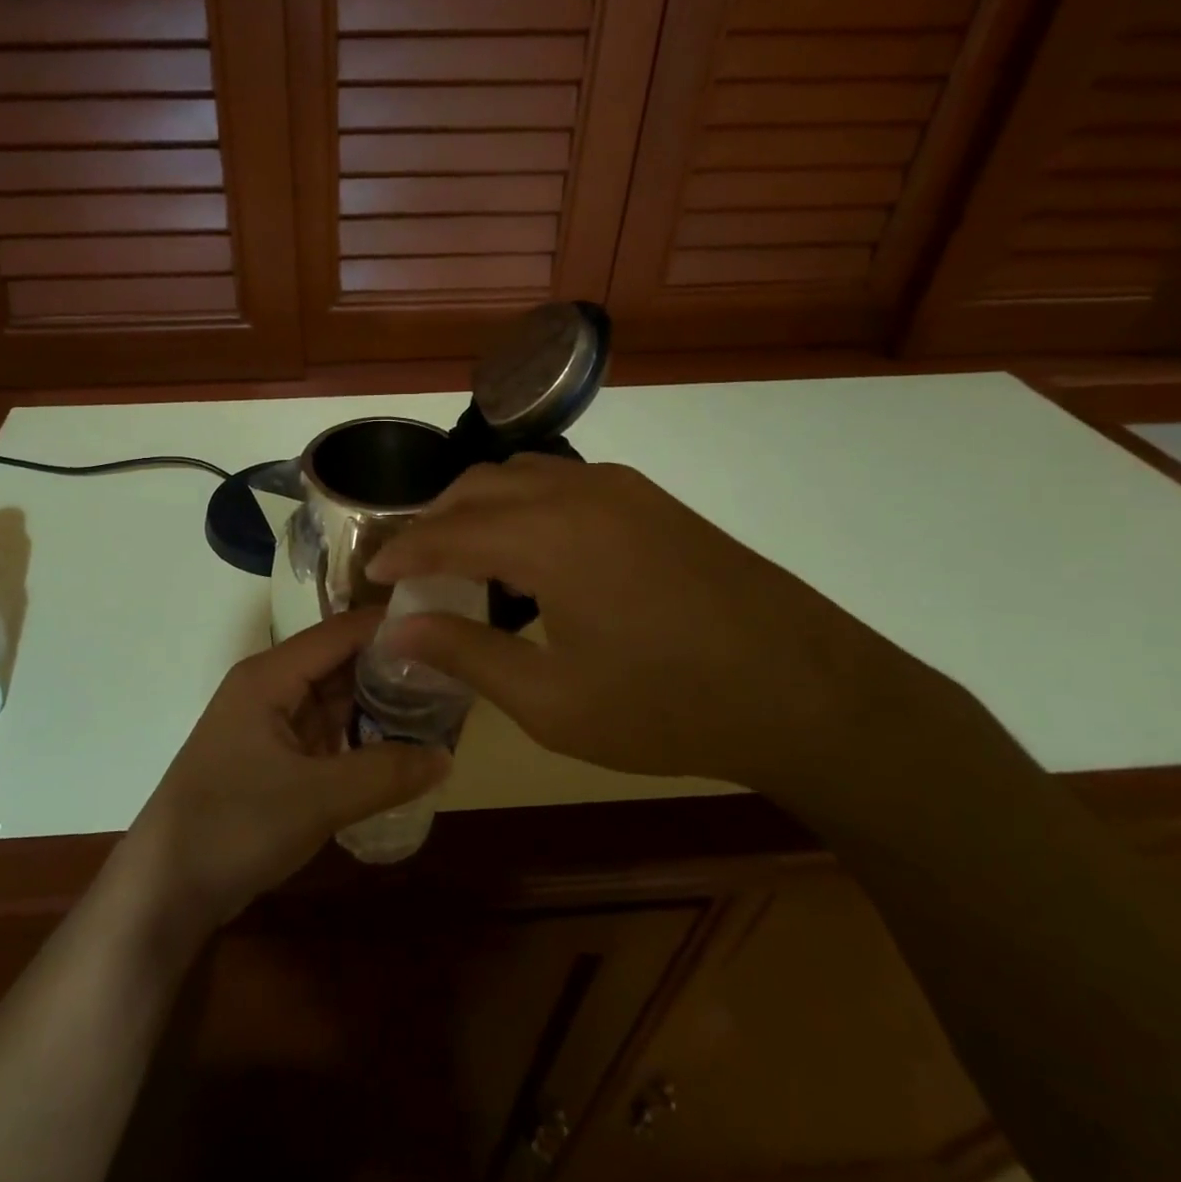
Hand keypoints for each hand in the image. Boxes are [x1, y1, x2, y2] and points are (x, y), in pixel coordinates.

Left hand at [124, 610, 449, 930]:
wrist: (164, 890)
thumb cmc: (234, 826)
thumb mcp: (318, 799)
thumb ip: (385, 772)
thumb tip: (447, 756)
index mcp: (270, 675)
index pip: (341, 632)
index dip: (391, 627)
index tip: (446, 631)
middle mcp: (269, 687)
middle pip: (339, 661)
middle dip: (391, 667)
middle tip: (451, 674)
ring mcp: (269, 723)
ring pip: (334, 697)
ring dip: (377, 702)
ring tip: (437, 705)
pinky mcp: (272, 757)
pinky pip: (324, 731)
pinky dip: (358, 734)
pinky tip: (397, 745)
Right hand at [366, 455, 932, 795]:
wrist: (810, 693)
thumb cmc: (670, 707)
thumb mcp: (553, 700)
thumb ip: (466, 654)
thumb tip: (397, 629)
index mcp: (547, 537)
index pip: (446, 532)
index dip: (401, 551)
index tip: (370, 573)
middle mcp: (578, 492)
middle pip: (478, 486)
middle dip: (434, 520)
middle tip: (411, 564)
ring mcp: (622, 489)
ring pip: (522, 474)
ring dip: (479, 505)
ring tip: (461, 554)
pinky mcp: (653, 501)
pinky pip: (563, 483)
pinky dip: (523, 504)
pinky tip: (529, 551)